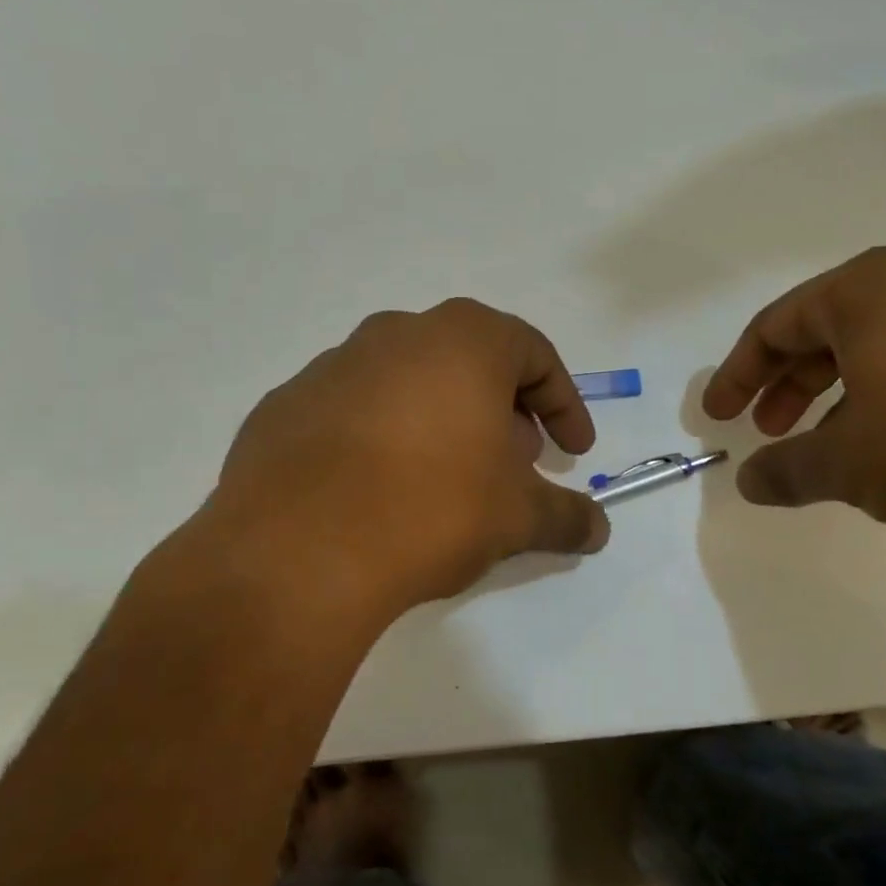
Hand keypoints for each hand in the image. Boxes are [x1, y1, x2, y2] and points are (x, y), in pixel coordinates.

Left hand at [200, 299, 608, 623]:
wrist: (298, 551)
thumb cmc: (431, 509)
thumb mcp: (517, 517)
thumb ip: (566, 516)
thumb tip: (598, 530)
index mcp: (463, 341)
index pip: (535, 354)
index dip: (563, 403)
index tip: (574, 451)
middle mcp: (397, 334)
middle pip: (470, 362)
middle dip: (503, 410)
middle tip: (514, 463)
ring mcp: (334, 365)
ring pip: (410, 382)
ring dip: (442, 420)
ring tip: (448, 479)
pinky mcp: (287, 404)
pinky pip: (355, 410)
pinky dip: (382, 437)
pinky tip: (380, 491)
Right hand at [702, 248, 885, 547]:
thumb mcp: (845, 464)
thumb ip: (787, 469)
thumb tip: (749, 483)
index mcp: (870, 290)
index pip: (778, 324)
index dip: (739, 373)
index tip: (719, 416)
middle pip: (831, 328)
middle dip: (790, 382)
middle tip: (769, 430)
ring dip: (843, 389)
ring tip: (830, 442)